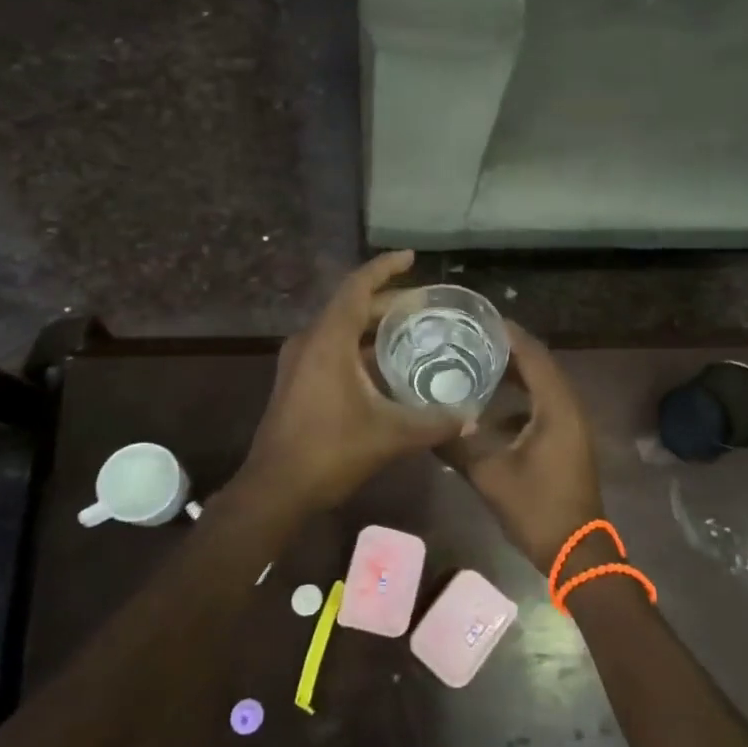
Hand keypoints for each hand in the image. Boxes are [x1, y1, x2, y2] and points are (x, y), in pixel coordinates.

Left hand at [239, 252, 462, 511]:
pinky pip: (332, 348)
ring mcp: (299, 362)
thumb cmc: (330, 451)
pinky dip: (360, 347)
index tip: (411, 257)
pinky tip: (386, 366)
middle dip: (388, 301)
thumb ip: (434, 422)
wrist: (275, 489)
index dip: (384, 268)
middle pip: (351, 306)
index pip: (357, 287)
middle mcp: (310, 341)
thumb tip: (471, 416)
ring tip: (412, 329)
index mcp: (328, 339)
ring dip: (374, 326)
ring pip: (341, 329)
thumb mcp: (390, 434)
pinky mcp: (297, 381)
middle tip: (426, 305)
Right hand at [447, 324, 602, 573]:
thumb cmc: (537, 509)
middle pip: (540, 365)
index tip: (480, 318)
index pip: (534, 356)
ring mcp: (571, 426)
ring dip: (515, 374)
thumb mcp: (490, 476)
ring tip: (478, 363)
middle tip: (472, 337)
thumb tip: (427, 424)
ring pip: (542, 387)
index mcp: (556, 408)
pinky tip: (491, 409)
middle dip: (509, 350)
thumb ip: (458, 445)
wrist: (577, 552)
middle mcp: (568, 408)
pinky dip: (520, 398)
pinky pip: (543, 406)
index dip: (509, 334)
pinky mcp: (567, 441)